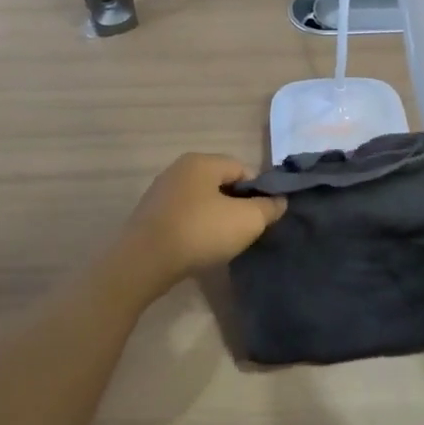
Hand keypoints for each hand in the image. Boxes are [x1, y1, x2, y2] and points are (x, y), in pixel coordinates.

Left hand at [118, 154, 286, 293]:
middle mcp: (179, 169)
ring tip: (223, 243)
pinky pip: (184, 216)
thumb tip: (279, 201)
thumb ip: (268, 208)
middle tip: (246, 232)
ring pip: (202, 201)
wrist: (144, 263)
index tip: (263, 218)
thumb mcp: (247, 220)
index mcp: (201, 161)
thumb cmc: (200, 232)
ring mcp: (161, 192)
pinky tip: (199, 247)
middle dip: (237, 206)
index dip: (258, 192)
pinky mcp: (150, 215)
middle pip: (221, 184)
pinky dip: (196, 228)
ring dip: (216, 218)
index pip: (243, 169)